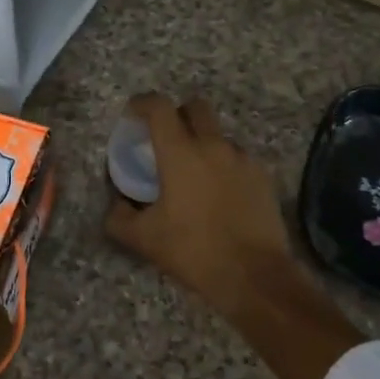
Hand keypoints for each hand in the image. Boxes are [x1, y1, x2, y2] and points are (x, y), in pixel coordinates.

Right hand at [105, 93, 362, 378]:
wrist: (253, 275)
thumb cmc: (193, 251)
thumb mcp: (144, 239)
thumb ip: (120, 217)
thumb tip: (117, 205)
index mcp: (180, 152)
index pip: (158, 107)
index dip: (142, 103)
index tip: (132, 113)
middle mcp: (213, 145)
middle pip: (195, 107)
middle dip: (178, 114)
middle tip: (166, 138)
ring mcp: (242, 158)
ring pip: (218, 134)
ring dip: (203, 142)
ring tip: (194, 174)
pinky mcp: (262, 176)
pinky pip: (237, 158)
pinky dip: (224, 165)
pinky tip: (219, 194)